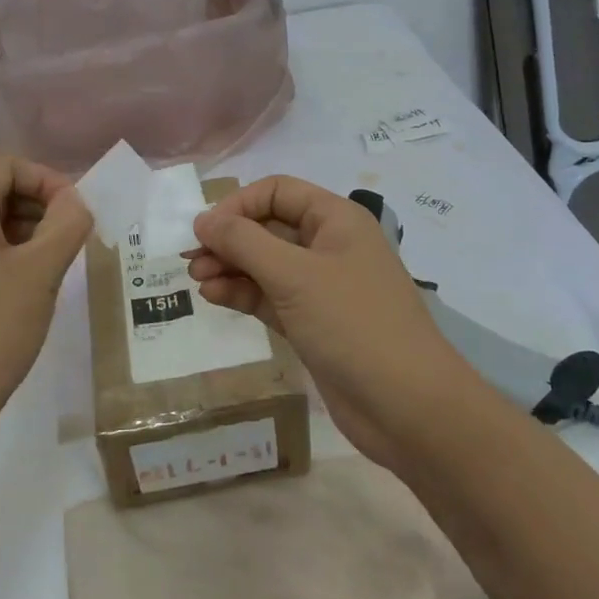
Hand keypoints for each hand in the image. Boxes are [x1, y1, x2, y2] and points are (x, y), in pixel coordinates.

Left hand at [0, 154, 92, 451]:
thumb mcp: (40, 274)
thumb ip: (66, 225)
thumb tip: (76, 201)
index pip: (2, 164)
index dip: (45, 177)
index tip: (74, 213)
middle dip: (37, 208)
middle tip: (70, 243)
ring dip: (21, 237)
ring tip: (52, 273)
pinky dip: (0, 264)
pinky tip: (21, 301)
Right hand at [187, 175, 466, 469]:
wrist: (408, 407)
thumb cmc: (353, 324)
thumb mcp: (294, 275)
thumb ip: (243, 242)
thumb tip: (203, 219)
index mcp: (336, 219)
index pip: (278, 192)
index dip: (238, 204)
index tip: (204, 229)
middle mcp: (330, 246)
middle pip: (269, 227)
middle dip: (229, 240)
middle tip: (191, 260)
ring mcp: (322, 287)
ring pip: (266, 264)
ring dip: (230, 268)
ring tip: (197, 281)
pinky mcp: (314, 323)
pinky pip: (270, 297)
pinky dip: (243, 294)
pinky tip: (214, 297)